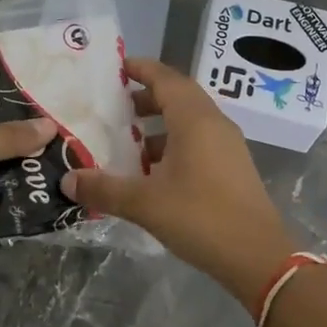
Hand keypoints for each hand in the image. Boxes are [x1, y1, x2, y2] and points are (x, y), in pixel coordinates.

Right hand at [62, 57, 292, 304]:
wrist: (258, 257)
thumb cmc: (201, 218)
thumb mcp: (144, 204)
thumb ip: (104, 189)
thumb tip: (67, 180)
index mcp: (194, 120)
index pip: (166, 78)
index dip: (141, 69)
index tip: (116, 68)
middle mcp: (214, 124)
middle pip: (179, 96)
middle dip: (147, 97)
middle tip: (116, 106)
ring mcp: (228, 146)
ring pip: (190, 121)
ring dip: (160, 125)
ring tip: (129, 143)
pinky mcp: (233, 168)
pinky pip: (199, 141)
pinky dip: (174, 144)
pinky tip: (153, 173)